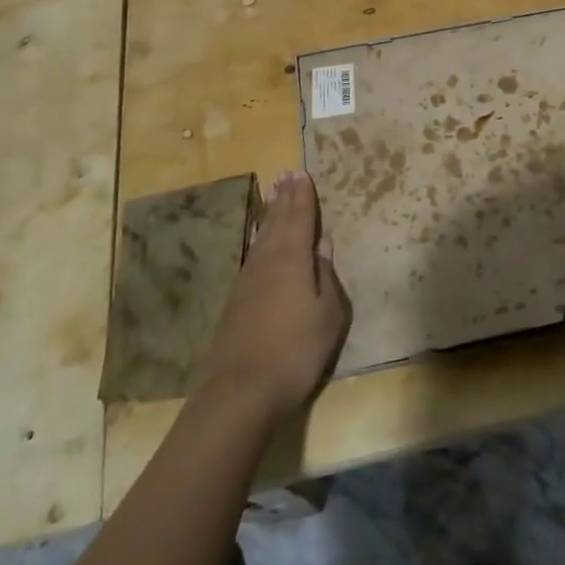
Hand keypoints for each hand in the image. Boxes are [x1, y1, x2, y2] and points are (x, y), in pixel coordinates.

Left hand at [201, 170, 350, 419]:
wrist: (241, 391)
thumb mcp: (328, 315)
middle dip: (284, 197)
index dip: (303, 196)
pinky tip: (259, 238)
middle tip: (285, 173)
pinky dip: (259, 237)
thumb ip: (327, 277)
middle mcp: (268, 260)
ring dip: (270, 213)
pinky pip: (253, 253)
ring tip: (273, 195)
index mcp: (293, 258)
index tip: (302, 173)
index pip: (300, 218)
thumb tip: (323, 245)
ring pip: (262, 235)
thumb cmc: (296, 350)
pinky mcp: (236, 299)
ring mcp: (248, 279)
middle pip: (277, 221)